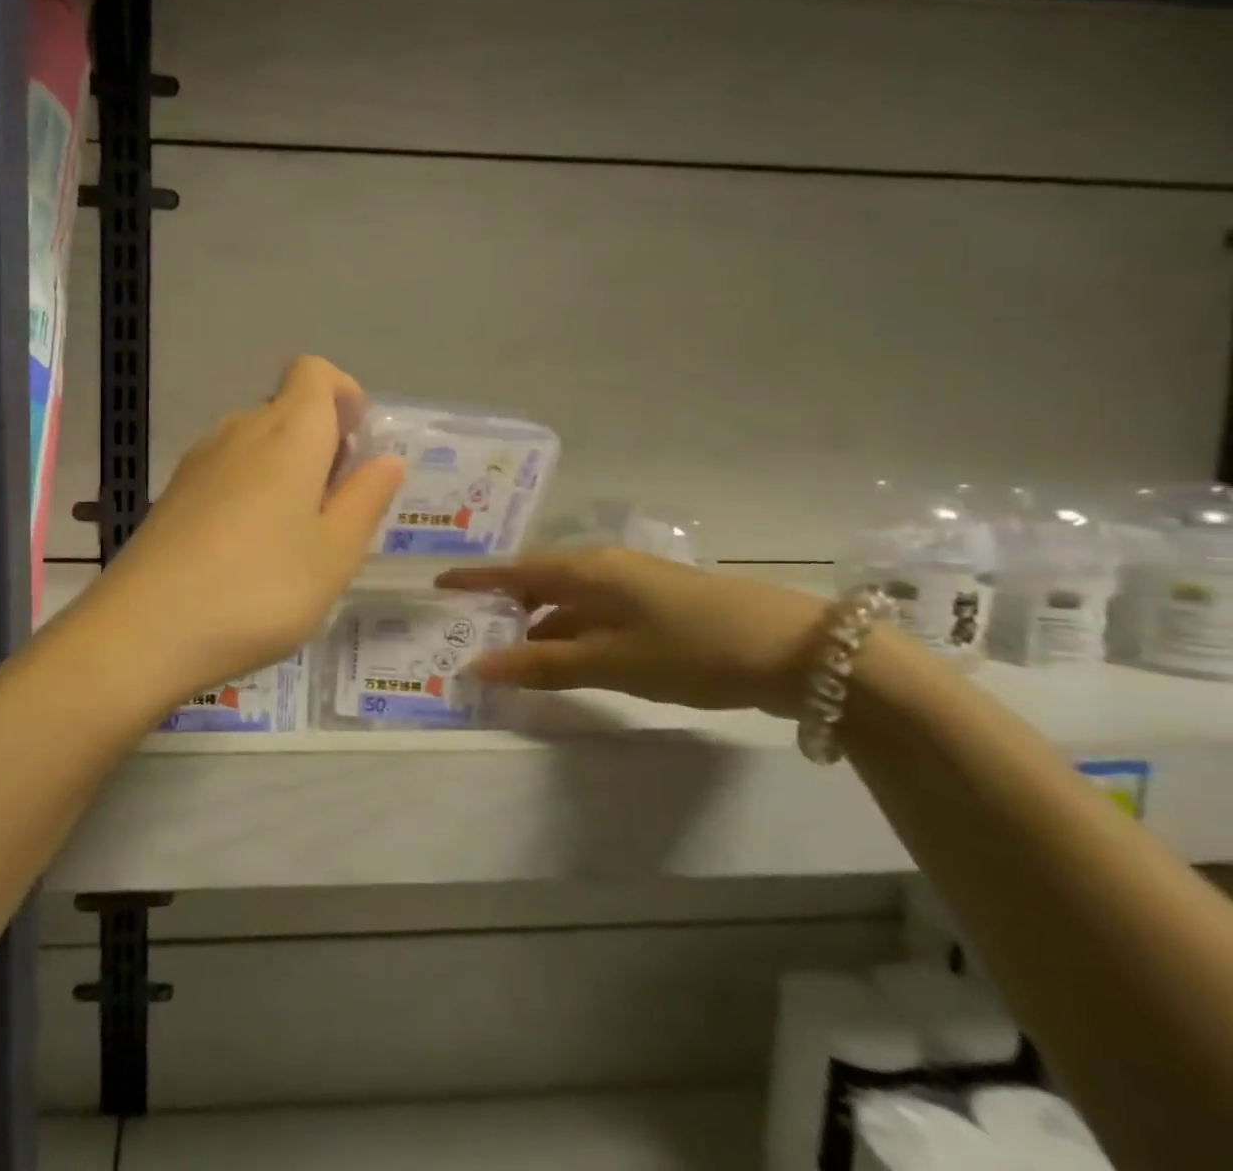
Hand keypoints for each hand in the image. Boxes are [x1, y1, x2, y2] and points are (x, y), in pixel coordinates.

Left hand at [84, 356, 404, 707]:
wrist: (145, 629)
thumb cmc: (260, 588)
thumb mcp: (335, 553)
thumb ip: (365, 499)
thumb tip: (385, 460)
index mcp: (288, 432)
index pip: (314, 371)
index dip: (342, 394)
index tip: (355, 446)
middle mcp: (240, 430)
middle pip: (286, 409)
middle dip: (320, 444)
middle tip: (334, 510)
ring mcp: (199, 460)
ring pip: (255, 444)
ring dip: (284, 472)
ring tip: (293, 539)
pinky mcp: (173, 493)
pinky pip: (225, 472)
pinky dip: (249, 492)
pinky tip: (246, 553)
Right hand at [436, 549, 828, 715]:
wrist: (795, 650)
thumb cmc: (690, 649)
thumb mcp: (610, 662)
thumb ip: (542, 665)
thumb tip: (479, 666)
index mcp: (586, 569)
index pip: (513, 570)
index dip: (475, 579)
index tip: (438, 585)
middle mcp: (603, 567)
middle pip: (538, 582)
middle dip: (503, 607)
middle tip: (469, 633)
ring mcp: (633, 584)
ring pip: (568, 600)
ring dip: (537, 625)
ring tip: (509, 654)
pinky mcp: (656, 604)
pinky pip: (594, 613)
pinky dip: (570, 633)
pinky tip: (565, 659)